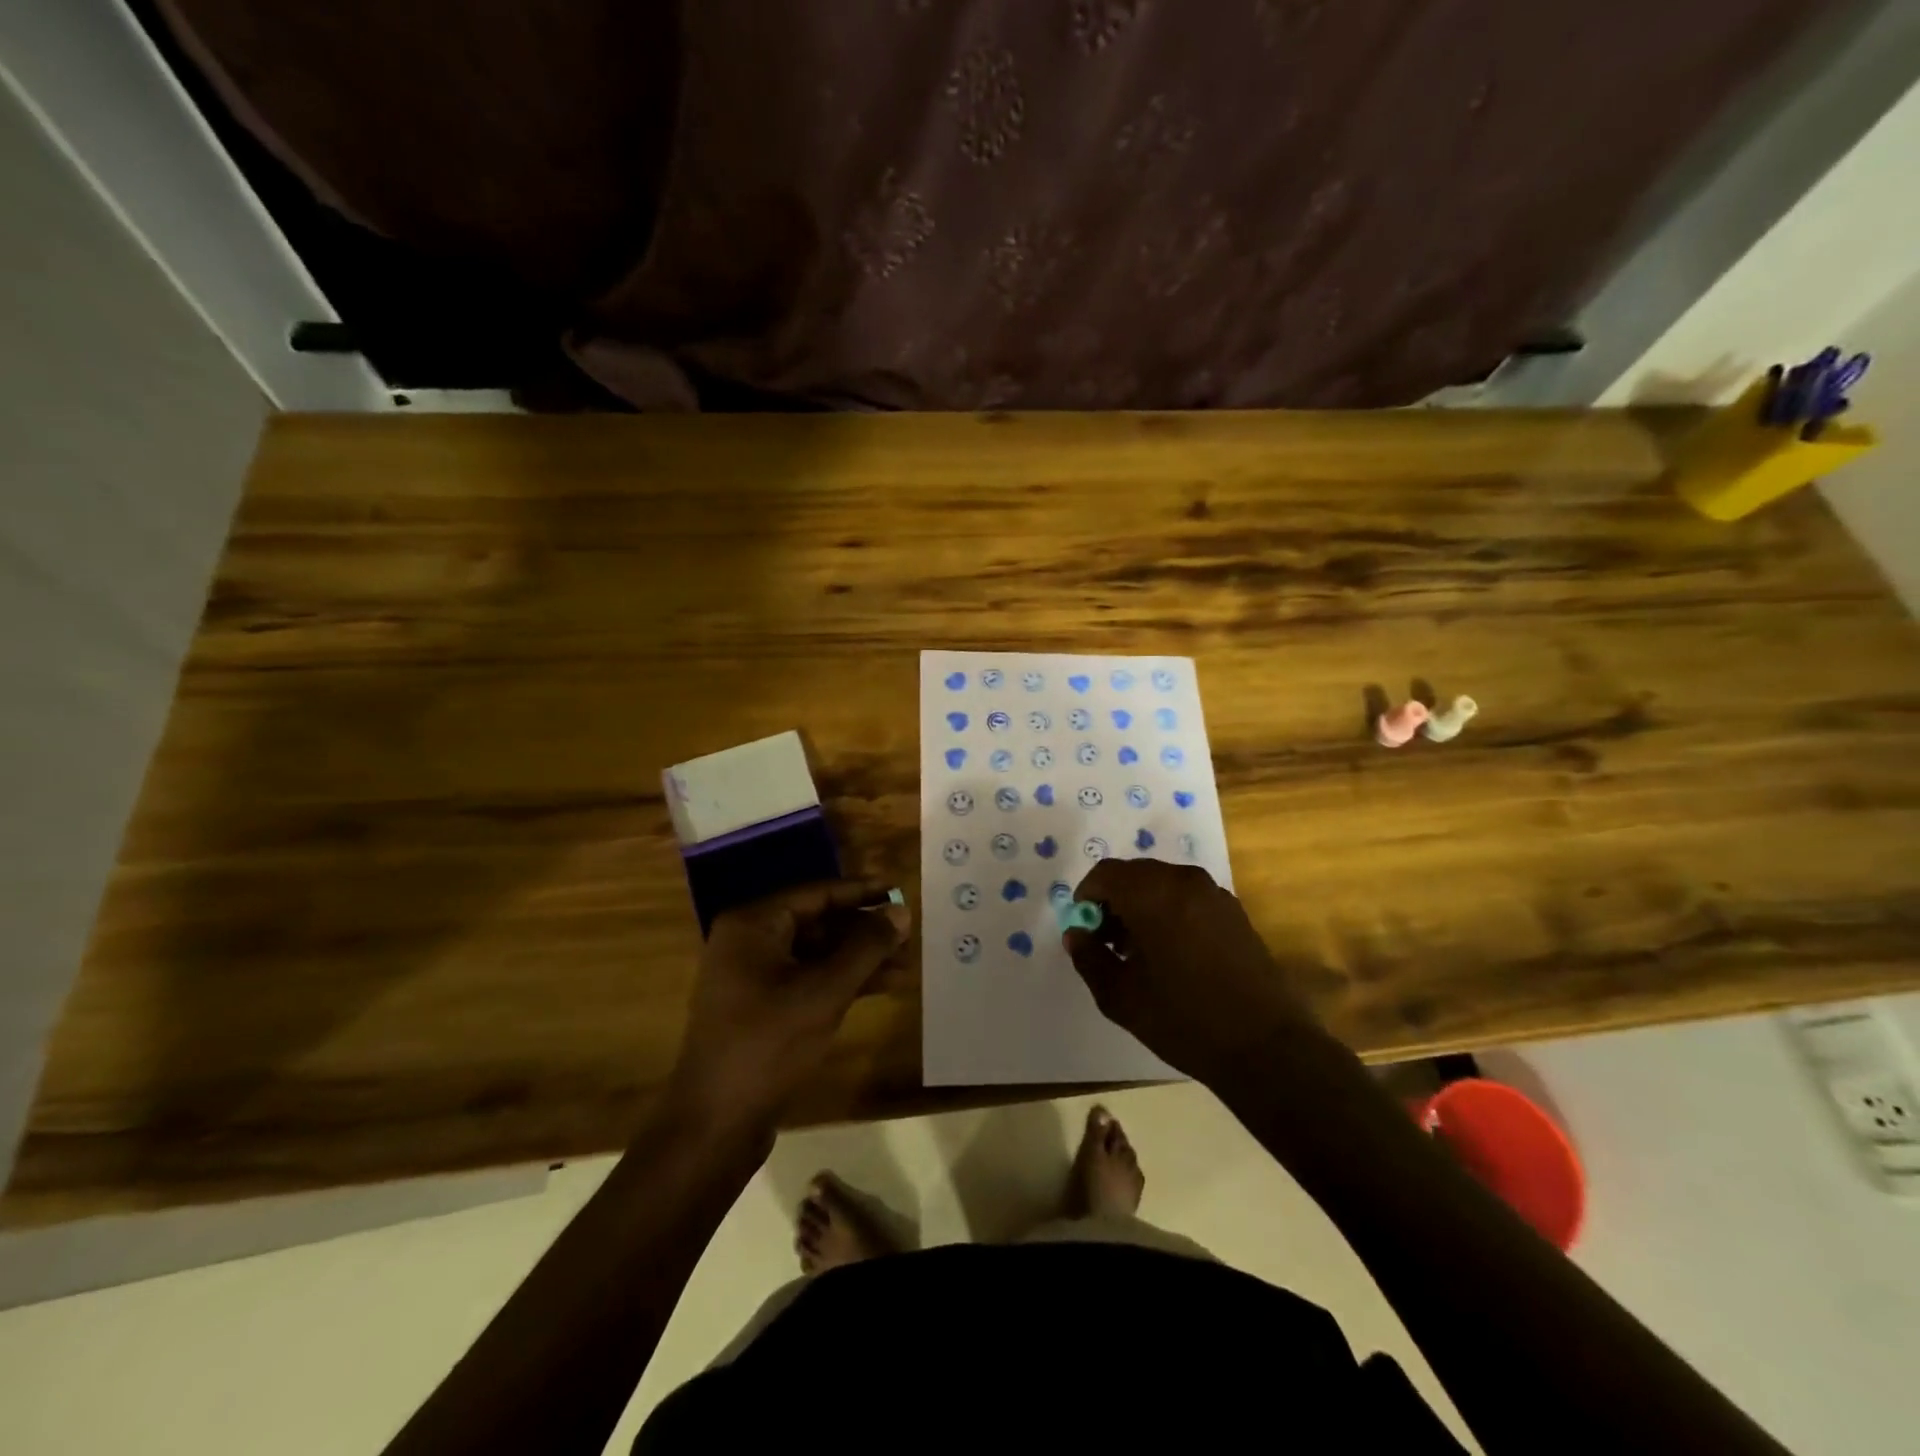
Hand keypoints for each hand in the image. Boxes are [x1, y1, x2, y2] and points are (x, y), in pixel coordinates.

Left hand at [666, 880, 910, 1140]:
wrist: (715, 1125)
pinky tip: (881, 987)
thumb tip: (900, 912)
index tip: (900, 890)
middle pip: (817, 922)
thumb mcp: (824, 991)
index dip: (861, 892)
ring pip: (816, 953)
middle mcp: (748, 942)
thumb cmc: (768, 1045)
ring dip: (858, 958)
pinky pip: (808, 979)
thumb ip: (866, 947)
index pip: (817, 893)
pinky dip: (842, 981)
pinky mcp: (761, 1008)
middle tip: (908, 934)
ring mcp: (752, 977)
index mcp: (753, 924)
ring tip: (905, 964)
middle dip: (864, 930)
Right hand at [1063, 858, 1317, 1081]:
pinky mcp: (1235, 911)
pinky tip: (1172, 953)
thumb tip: (1076, 934)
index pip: (1105, 873)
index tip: (1084, 929)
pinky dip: (1169, 911)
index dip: (1086, 896)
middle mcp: (1183, 881)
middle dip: (1114, 901)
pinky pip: (1188, 897)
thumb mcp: (1121, 997)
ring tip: (1138, 951)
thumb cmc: (1184, 1019)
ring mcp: (1214, 894)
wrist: (1266, 1046)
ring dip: (1141, 906)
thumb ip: (1090, 958)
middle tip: (1107, 942)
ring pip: (1162, 884)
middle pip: (1134, 875)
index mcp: (1152, 894)